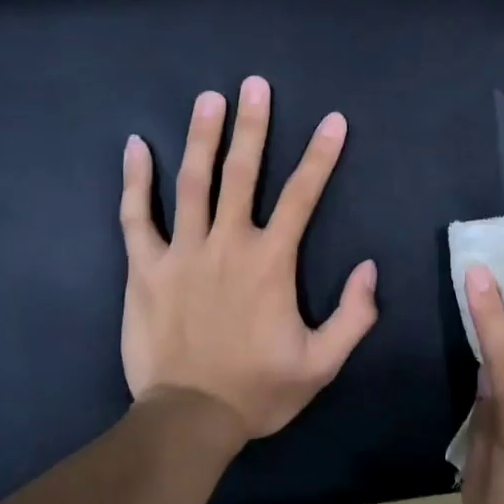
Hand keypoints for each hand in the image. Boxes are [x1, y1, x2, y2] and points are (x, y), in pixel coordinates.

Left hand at [119, 77, 377, 438]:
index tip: (332, 120)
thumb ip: (354, 315)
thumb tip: (368, 268)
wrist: (189, 418)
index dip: (321, 155)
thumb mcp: (323, 363)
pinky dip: (135, 181)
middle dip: (253, 127)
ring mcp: (181, 253)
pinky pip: (136, 217)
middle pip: (242, 174)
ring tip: (209, 99)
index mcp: (271, 263)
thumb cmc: (259, 390)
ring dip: (202, 138)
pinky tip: (137, 147)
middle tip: (254, 85)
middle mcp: (227, 245)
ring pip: (192, 183)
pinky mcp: (144, 269)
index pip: (303, 196)